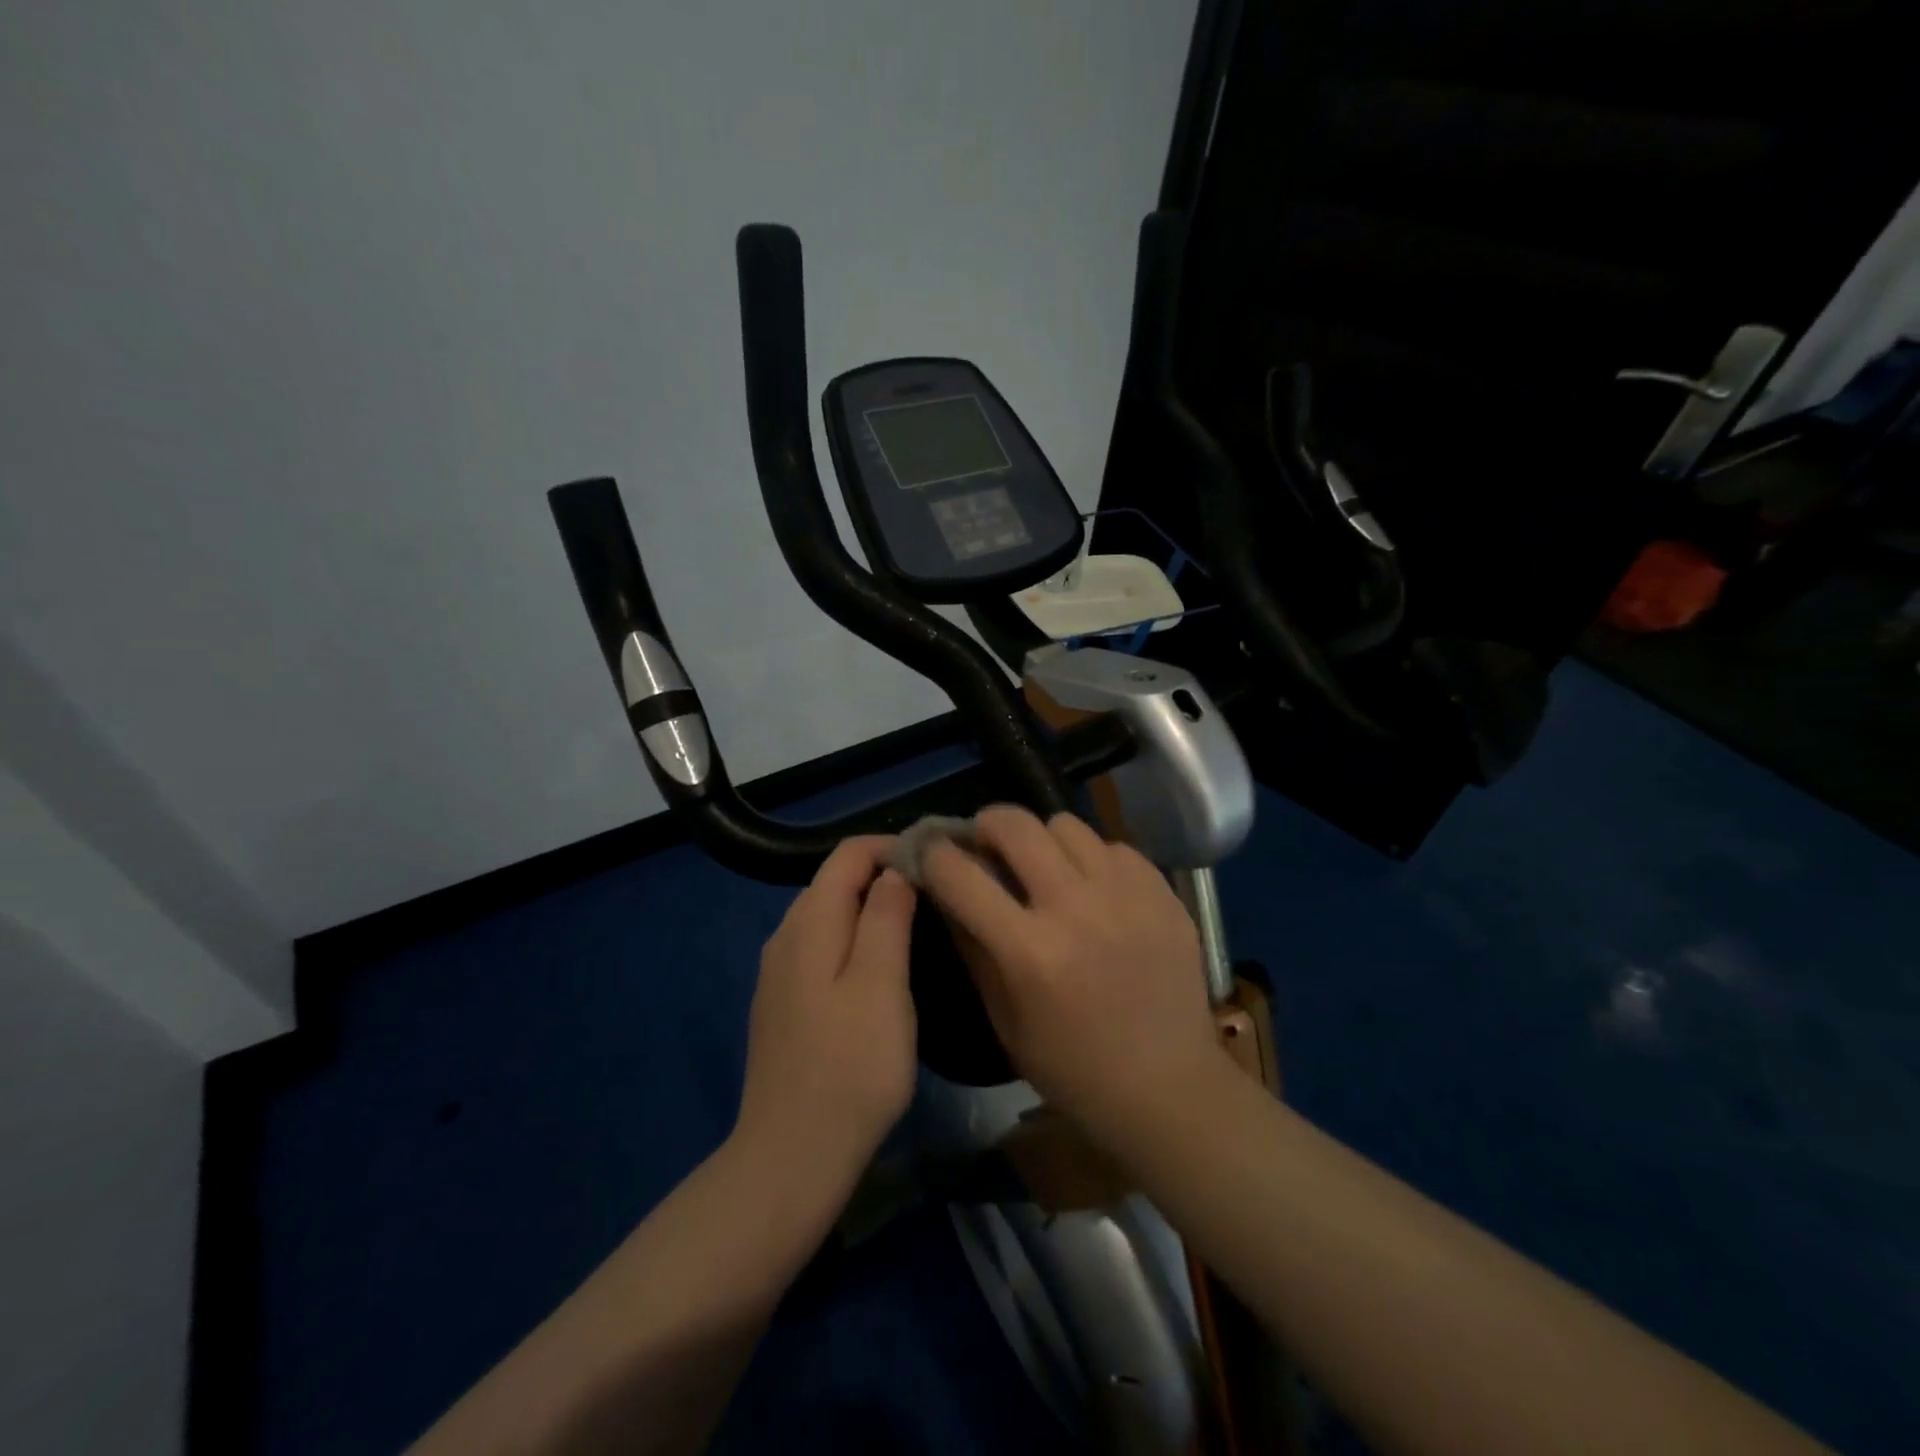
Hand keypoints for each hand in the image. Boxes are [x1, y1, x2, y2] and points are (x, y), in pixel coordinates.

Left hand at [734, 837, 918, 1188]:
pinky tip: (879, 971)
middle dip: (883, 876)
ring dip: (869, 910)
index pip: (848, 854)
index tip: (938, 864)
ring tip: (916, 928)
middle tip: (935, 896)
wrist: (791, 1157)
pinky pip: (820, 950)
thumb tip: (895, 869)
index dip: (893, 847)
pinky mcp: (782, 1005)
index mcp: (808, 923)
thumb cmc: (850, 1067)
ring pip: (827, 917)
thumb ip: (886, 917)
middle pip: (834, 882)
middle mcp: (785, 937)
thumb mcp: (881, 984)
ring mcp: (778, 974)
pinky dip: (852, 941)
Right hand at [922, 807, 1226, 1141]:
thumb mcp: (1005, 1019)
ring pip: (1066, 824)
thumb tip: (943, 888)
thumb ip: (972, 946)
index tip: (930, 851)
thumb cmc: (1073, 1068)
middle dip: (987, 825)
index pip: (962, 875)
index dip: (935, 855)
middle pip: (1016, 825)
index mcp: (1030, 952)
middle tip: (986, 845)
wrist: (1168, 1088)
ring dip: (1043, 840)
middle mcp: (1077, 909)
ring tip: (1046, 868)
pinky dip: (1093, 860)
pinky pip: (1113, 846)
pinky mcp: (1163, 893)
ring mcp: (1127, 895)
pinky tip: (1095, 892)